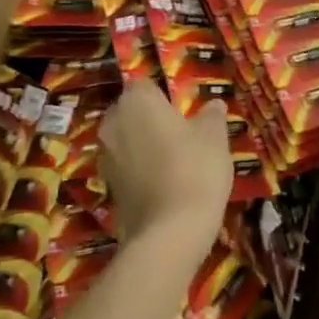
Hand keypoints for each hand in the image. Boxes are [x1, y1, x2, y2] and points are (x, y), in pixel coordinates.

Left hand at [98, 81, 230, 262]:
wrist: (169, 233)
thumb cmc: (194, 169)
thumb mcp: (214, 137)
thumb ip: (212, 116)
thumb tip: (214, 104)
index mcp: (137, 100)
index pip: (145, 85)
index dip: (164, 96)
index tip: (183, 111)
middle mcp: (113, 122)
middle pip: (131, 111)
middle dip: (150, 118)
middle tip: (180, 133)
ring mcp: (105, 155)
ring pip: (126, 139)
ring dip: (143, 144)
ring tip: (173, 160)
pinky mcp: (106, 185)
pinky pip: (125, 166)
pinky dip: (139, 169)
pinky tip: (163, 183)